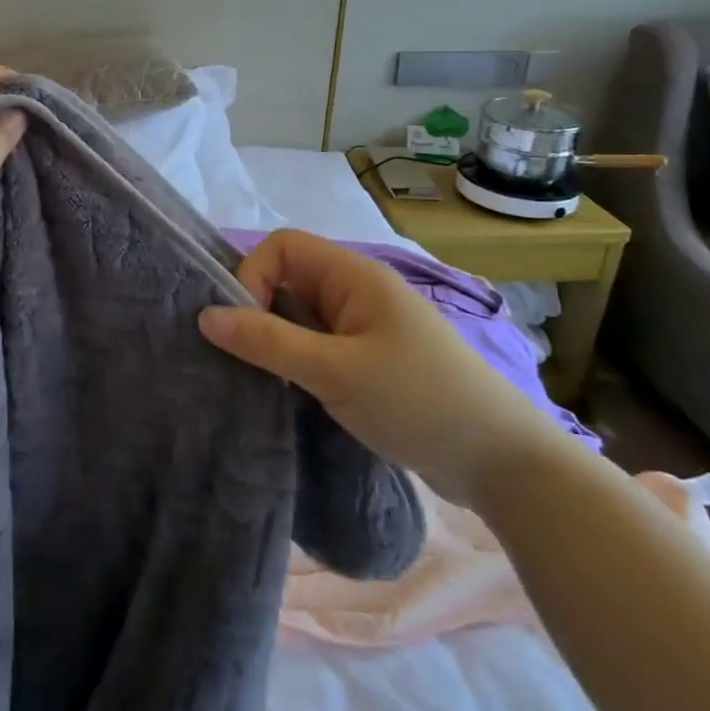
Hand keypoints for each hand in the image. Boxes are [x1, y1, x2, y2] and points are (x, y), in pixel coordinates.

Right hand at [198, 230, 566, 507]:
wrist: (504, 464)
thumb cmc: (418, 402)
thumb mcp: (335, 372)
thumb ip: (268, 342)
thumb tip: (205, 316)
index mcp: (355, 276)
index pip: (283, 247)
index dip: (253, 275)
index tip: (246, 327)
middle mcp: (359, 292)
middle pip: (289, 278)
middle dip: (258, 310)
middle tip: (243, 357)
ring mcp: (367, 327)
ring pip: (301, 314)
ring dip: (276, 339)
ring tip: (260, 377)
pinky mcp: (371, 360)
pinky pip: (318, 344)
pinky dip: (297, 360)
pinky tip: (289, 390)